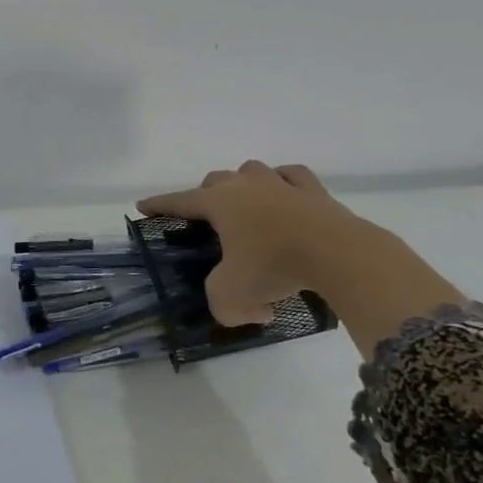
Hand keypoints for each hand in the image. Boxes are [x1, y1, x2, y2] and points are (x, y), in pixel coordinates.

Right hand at [139, 162, 364, 326]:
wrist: (339, 255)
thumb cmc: (275, 267)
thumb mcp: (233, 295)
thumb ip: (224, 305)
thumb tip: (250, 311)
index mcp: (218, 203)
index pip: (179, 201)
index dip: (159, 205)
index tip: (143, 205)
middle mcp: (244, 186)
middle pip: (215, 179)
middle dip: (206, 194)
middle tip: (209, 218)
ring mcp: (281, 184)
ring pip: (253, 171)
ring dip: (244, 183)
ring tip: (248, 203)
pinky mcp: (316, 192)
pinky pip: (293, 177)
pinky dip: (286, 183)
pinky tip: (288, 196)